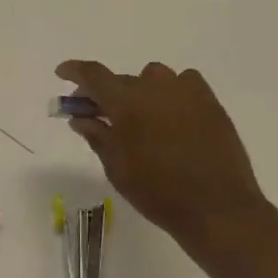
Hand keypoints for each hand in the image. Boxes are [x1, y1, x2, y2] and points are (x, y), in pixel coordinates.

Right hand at [56, 60, 277, 258]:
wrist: (216, 207)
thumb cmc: (157, 191)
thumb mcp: (116, 166)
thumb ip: (97, 135)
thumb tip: (80, 117)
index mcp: (126, 101)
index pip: (92, 75)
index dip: (74, 71)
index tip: (62, 73)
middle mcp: (155, 86)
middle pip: (121, 79)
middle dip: (105, 93)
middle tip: (97, 114)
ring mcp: (186, 91)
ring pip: (153, 78)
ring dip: (140, 92)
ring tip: (139, 118)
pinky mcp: (210, 102)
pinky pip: (184, 84)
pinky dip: (170, 93)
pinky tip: (171, 115)